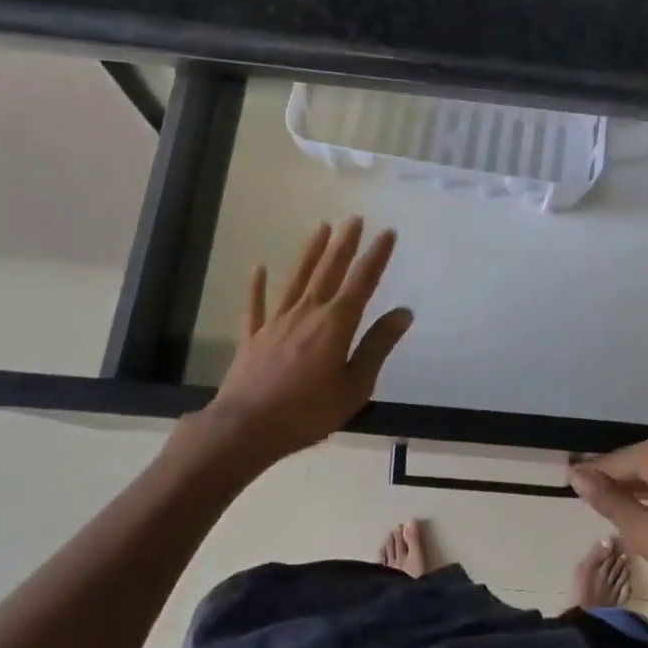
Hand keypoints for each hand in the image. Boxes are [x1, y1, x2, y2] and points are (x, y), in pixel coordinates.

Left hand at [193, 218, 412, 470]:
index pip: (362, 282)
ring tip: (321, 227)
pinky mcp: (253, 337)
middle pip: (329, 271)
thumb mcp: (355, 386)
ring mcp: (276, 322)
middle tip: (354, 218)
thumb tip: (403, 312)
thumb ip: (377, 347)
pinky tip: (259, 267)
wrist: (245, 428)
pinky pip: (255, 305)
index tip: (387, 232)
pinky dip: (257, 285)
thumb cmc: (307, 412)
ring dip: (310, 252)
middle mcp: (307, 313)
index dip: (376, 256)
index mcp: (335, 324)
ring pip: (296, 279)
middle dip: (344, 243)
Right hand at [568, 435, 647, 630]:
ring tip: (613, 505)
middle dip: (614, 479)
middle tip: (587, 496)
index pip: (616, 460)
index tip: (566, 480)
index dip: (591, 474)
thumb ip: (609, 500)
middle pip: (638, 462)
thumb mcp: (643, 530)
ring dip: (636, 488)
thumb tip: (576, 475)